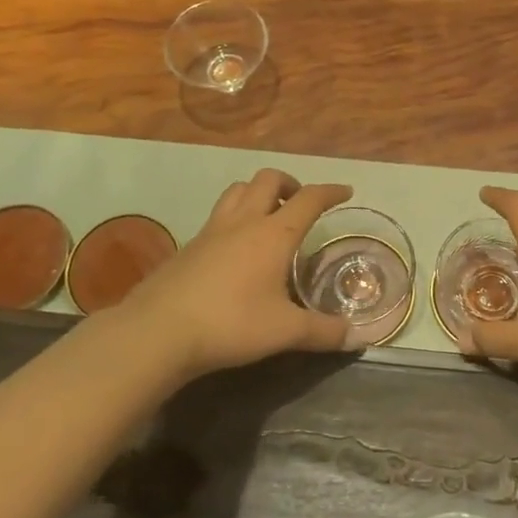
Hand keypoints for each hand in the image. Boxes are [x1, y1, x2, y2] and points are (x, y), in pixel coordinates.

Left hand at [119, 169, 354, 379]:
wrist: (159, 330)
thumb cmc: (230, 324)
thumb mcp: (284, 332)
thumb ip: (323, 332)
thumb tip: (358, 338)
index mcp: (273, 234)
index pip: (309, 199)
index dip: (330, 191)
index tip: (345, 191)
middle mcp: (243, 222)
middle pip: (268, 180)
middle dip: (290, 183)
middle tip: (301, 203)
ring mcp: (211, 230)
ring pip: (238, 190)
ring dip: (258, 192)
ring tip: (268, 214)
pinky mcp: (188, 245)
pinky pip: (217, 215)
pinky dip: (234, 216)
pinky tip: (234, 247)